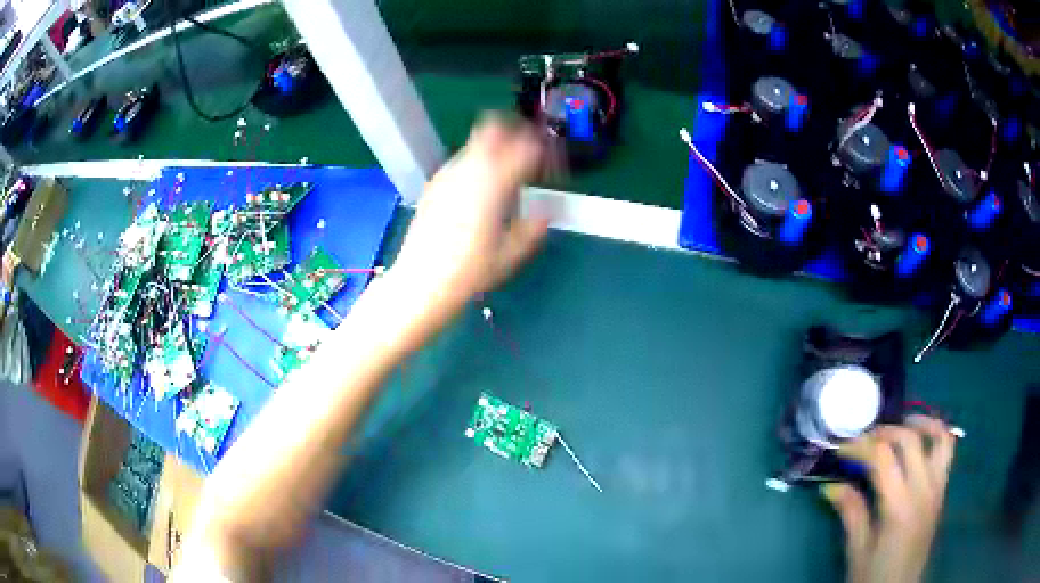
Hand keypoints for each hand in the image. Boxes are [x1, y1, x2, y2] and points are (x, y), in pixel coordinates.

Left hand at [391, 115, 549, 307]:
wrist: (422, 281)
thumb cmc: (470, 271)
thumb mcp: (511, 254)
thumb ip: (533, 228)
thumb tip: (545, 212)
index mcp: (494, 183)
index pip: (527, 148)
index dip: (543, 151)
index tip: (550, 165)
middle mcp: (470, 169)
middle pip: (494, 127)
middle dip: (516, 133)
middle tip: (528, 153)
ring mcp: (448, 173)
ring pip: (476, 141)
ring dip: (495, 146)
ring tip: (505, 172)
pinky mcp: (434, 183)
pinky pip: (461, 160)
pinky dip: (477, 162)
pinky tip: (479, 189)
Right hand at [822, 415, 956, 582]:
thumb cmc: (874, 577)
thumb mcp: (857, 550)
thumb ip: (851, 513)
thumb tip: (831, 486)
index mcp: (899, 507)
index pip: (882, 458)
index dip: (860, 446)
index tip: (841, 448)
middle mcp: (924, 490)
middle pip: (910, 440)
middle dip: (885, 432)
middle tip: (864, 439)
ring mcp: (937, 489)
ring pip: (940, 438)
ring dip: (921, 424)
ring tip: (900, 426)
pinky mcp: (941, 492)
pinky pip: (946, 452)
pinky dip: (935, 437)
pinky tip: (920, 444)